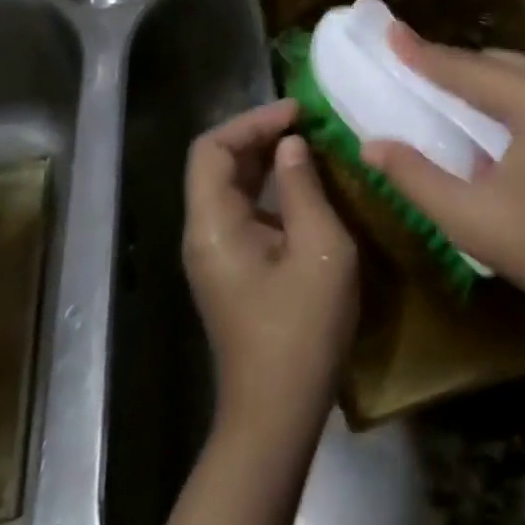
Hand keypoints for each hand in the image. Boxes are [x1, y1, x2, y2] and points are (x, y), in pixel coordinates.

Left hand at [182, 99, 357, 441]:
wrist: (278, 412)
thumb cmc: (303, 329)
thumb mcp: (320, 249)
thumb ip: (304, 188)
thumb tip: (292, 145)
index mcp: (214, 225)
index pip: (212, 149)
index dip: (252, 121)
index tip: (298, 113)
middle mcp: (204, 234)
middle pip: (218, 165)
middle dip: (260, 136)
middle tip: (309, 124)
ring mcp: (216, 255)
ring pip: (232, 188)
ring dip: (267, 161)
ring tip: (312, 145)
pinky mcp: (234, 271)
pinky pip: (245, 213)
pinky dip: (272, 190)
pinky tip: (308, 188)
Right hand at [361, 27, 524, 325]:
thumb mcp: (472, 219)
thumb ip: (416, 176)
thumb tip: (371, 145)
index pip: (465, 70)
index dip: (421, 54)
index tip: (388, 31)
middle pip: (492, 63)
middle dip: (448, 67)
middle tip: (405, 72)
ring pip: (513, 73)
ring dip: (474, 82)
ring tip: (433, 94)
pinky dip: (499, 97)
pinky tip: (478, 119)